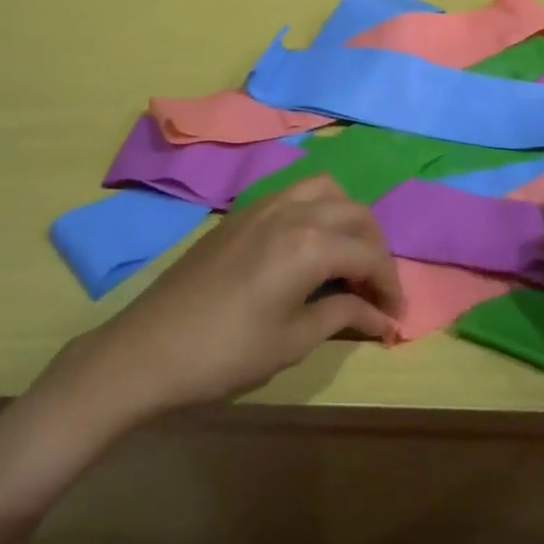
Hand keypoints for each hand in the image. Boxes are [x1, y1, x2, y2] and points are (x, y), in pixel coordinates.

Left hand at [61, 177, 402, 421]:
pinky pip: (295, 193)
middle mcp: (292, 210)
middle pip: (354, 213)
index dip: (390, 284)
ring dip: (347, 218)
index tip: (396, 314)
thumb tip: (382, 316)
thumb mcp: (292, 340)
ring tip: (348, 257)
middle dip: (376, 247)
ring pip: (325, 190)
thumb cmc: (226, 353)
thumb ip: (342, 314)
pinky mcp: (242, 212)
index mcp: (309, 243)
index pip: (369, 254)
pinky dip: (318, 209)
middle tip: (376, 288)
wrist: (147, 349)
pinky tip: (311, 245)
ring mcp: (263, 205)